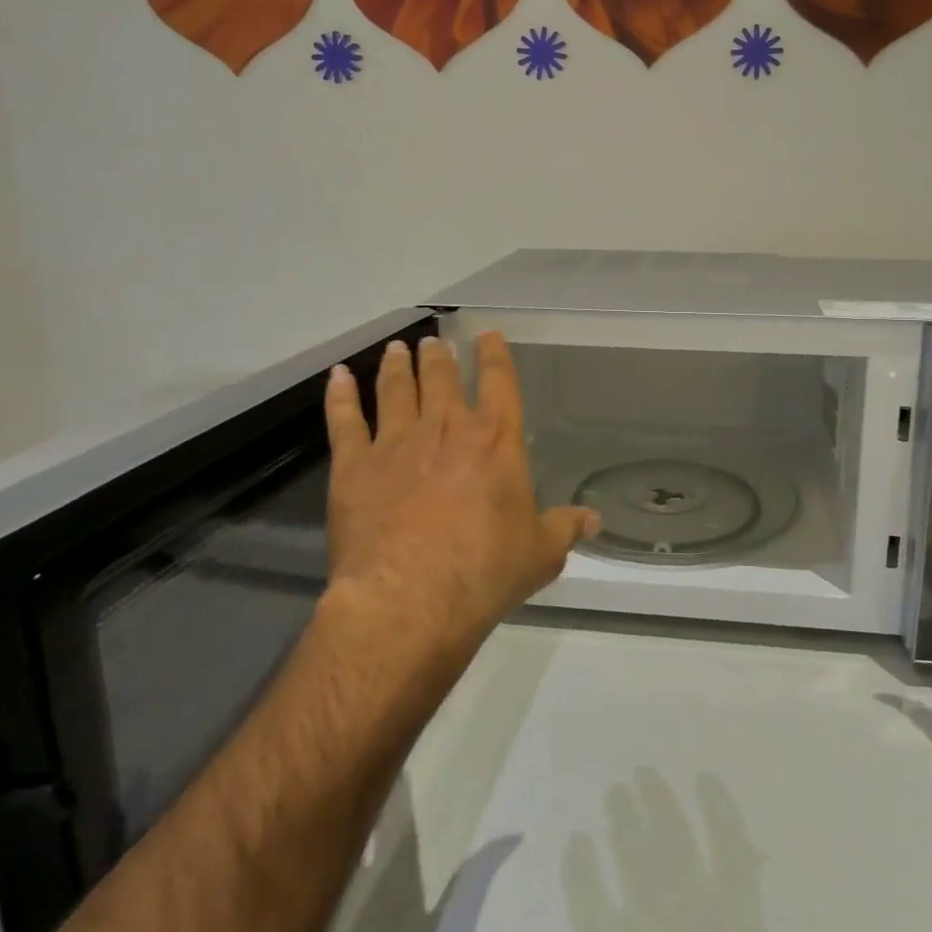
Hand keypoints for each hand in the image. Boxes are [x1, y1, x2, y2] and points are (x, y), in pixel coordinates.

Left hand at [323, 333, 600, 648]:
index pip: (500, 383)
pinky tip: (338, 377)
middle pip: (442, 379)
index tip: (488, 335)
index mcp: (495, 441)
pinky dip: (340, 396)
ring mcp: (396, 443)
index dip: (495, 356)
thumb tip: (594, 520)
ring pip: (396, 390)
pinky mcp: (354, 466)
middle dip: (440, 357)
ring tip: (397, 349)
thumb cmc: (485, 572)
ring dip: (397, 367)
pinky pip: (345, 421)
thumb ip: (564, 529)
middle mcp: (446, 429)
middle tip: (434, 342)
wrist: (409, 597)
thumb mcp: (539, 554)